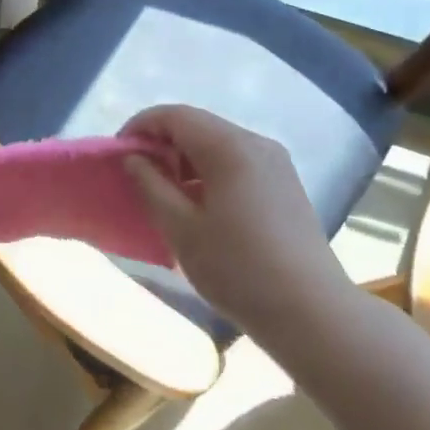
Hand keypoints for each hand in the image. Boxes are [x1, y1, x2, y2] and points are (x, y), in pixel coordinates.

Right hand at [122, 105, 359, 353]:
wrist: (312, 313)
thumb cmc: (238, 269)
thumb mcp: (181, 229)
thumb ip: (151, 185)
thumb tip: (134, 159)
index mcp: (229, 148)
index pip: (174, 116)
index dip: (140, 127)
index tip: (118, 154)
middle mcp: (256, 143)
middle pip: (197, 125)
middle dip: (161, 142)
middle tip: (136, 174)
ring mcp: (276, 162)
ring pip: (217, 143)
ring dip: (184, 158)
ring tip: (164, 191)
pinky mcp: (284, 183)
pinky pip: (237, 161)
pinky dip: (208, 170)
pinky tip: (198, 203)